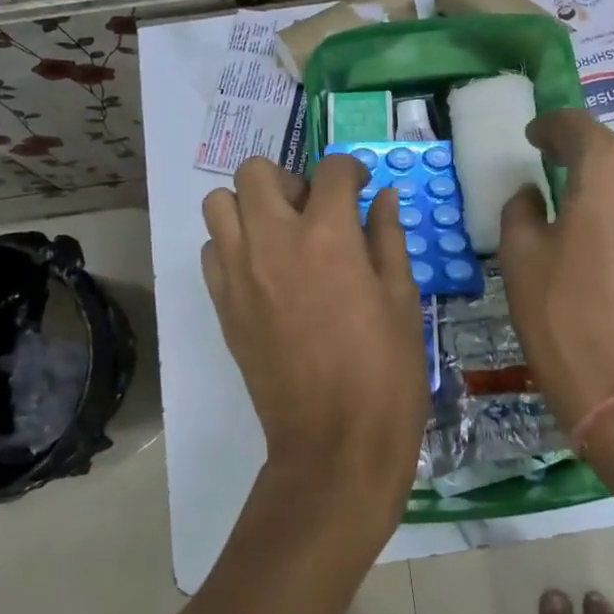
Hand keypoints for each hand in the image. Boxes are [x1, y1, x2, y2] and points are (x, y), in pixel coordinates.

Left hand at [201, 155, 428, 523]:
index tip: (362, 189)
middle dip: (289, 179)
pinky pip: (211, 250)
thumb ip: (388, 238)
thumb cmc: (385, 371)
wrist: (334, 444)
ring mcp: (239, 272)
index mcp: (328, 236)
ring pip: (220, 204)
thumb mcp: (402, 299)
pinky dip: (233, 245)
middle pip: (256, 172)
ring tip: (282, 235)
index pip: (332, 170)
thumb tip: (383, 198)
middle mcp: (274, 241)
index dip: (353, 171)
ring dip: (251, 207)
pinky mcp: (222, 305)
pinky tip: (263, 271)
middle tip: (314, 210)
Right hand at [498, 111, 613, 432]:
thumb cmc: (567, 316)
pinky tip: (604, 241)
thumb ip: (522, 209)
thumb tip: (534, 195)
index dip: (548, 128)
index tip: (532, 140)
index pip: (574, 125)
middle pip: (610, 151)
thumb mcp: (522, 258)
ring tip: (576, 214)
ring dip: (606, 188)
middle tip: (549, 179)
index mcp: (612, 166)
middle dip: (578, 160)